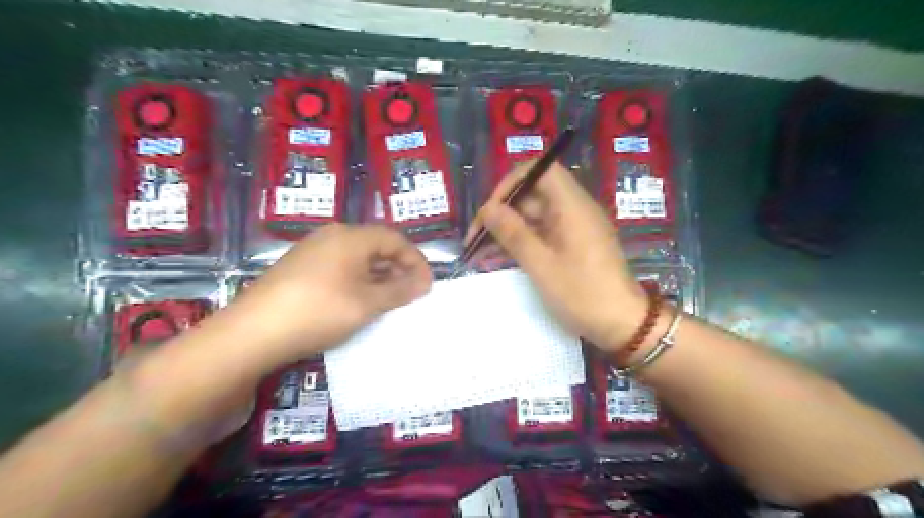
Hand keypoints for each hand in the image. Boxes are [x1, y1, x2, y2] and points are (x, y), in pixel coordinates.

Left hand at [236, 224, 429, 361]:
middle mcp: (332, 236)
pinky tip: (359, 302)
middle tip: (411, 294)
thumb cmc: (319, 311)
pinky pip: (340, 267)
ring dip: (379, 276)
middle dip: (398, 268)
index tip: (427, 285)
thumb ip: (400, 290)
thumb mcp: (367, 303)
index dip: (416, 260)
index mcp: (351, 237)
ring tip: (389, 301)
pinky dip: (358, 281)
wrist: (253, 333)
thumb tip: (424, 282)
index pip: (395, 239)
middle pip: (376, 245)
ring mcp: (313, 251)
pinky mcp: (300, 268)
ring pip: (358, 258)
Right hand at [470, 162, 643, 350]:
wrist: (622, 324)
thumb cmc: (581, 293)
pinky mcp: (575, 243)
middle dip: (504, 210)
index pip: (541, 170)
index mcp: (572, 205)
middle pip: (535, 193)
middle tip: (478, 235)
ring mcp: (576, 227)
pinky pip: (545, 231)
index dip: (512, 182)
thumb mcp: (541, 264)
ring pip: (536, 214)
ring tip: (482, 248)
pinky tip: (504, 255)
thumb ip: (513, 233)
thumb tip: (488, 209)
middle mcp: (575, 209)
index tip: (491, 208)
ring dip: (510, 227)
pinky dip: (524, 239)